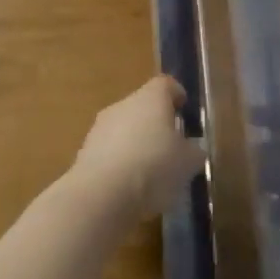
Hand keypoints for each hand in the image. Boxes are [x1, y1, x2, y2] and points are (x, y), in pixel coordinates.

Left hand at [71, 75, 206, 222]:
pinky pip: (110, 151)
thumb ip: (194, 151)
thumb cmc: (153, 167)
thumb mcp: (187, 163)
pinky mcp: (85, 152)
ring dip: (136, 144)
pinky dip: (120, 163)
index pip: (166, 84)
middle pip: (143, 106)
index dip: (176, 95)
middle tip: (170, 147)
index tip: (184, 109)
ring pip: (124, 128)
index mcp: (151, 97)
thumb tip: (194, 148)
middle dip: (156, 123)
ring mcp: (101, 126)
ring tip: (150, 173)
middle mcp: (124, 103)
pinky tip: (129, 187)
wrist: (101, 195)